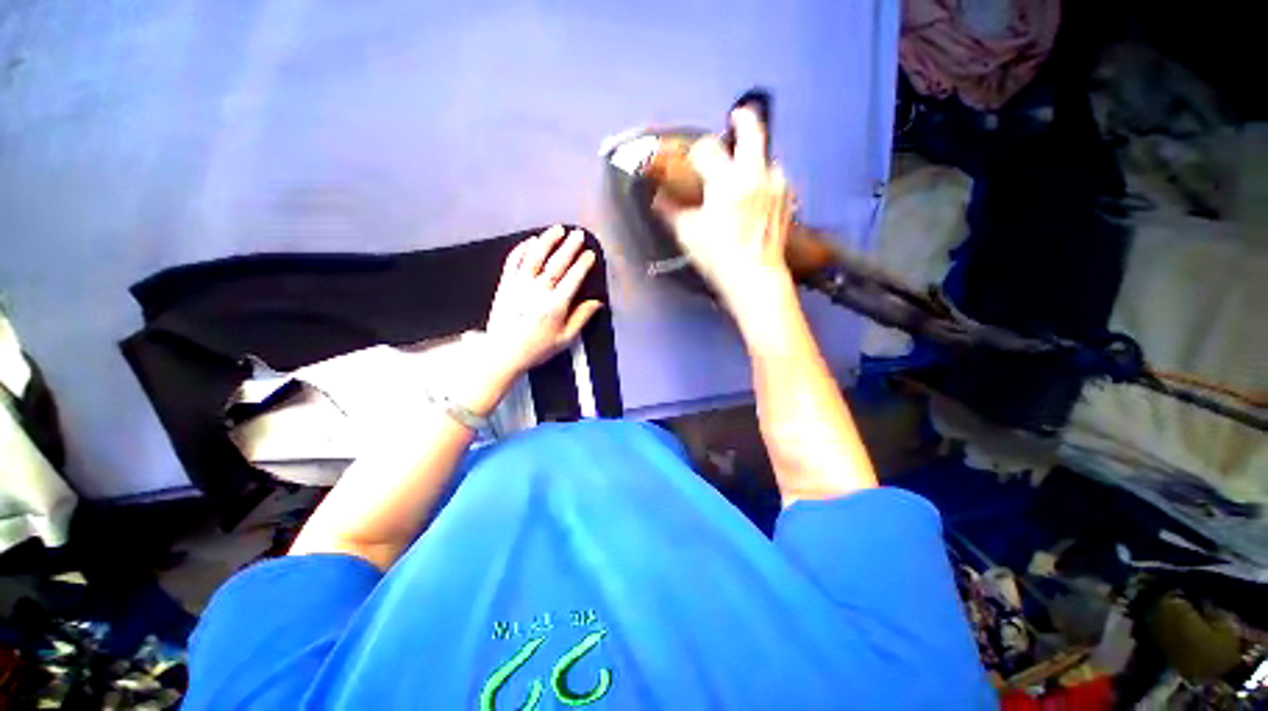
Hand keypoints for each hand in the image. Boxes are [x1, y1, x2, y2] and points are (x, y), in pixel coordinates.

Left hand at [483, 225, 602, 380]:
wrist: (503, 353)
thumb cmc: (537, 348)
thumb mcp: (565, 338)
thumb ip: (582, 318)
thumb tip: (597, 303)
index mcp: (555, 306)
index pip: (573, 279)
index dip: (583, 264)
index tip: (590, 254)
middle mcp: (538, 292)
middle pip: (556, 264)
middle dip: (569, 247)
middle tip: (578, 235)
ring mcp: (519, 286)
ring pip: (534, 257)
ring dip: (547, 241)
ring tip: (557, 229)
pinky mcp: (505, 285)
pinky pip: (513, 262)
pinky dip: (522, 249)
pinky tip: (530, 241)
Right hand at [654, 107, 794, 308]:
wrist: (755, 278)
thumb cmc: (718, 257)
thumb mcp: (688, 235)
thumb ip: (670, 211)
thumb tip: (656, 199)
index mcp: (726, 181)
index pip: (707, 149)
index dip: (696, 150)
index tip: (692, 159)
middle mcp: (755, 174)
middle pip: (752, 130)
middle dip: (742, 119)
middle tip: (734, 118)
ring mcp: (776, 185)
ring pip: (766, 156)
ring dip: (753, 157)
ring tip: (742, 173)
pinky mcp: (786, 199)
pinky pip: (775, 177)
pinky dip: (764, 178)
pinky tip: (756, 194)